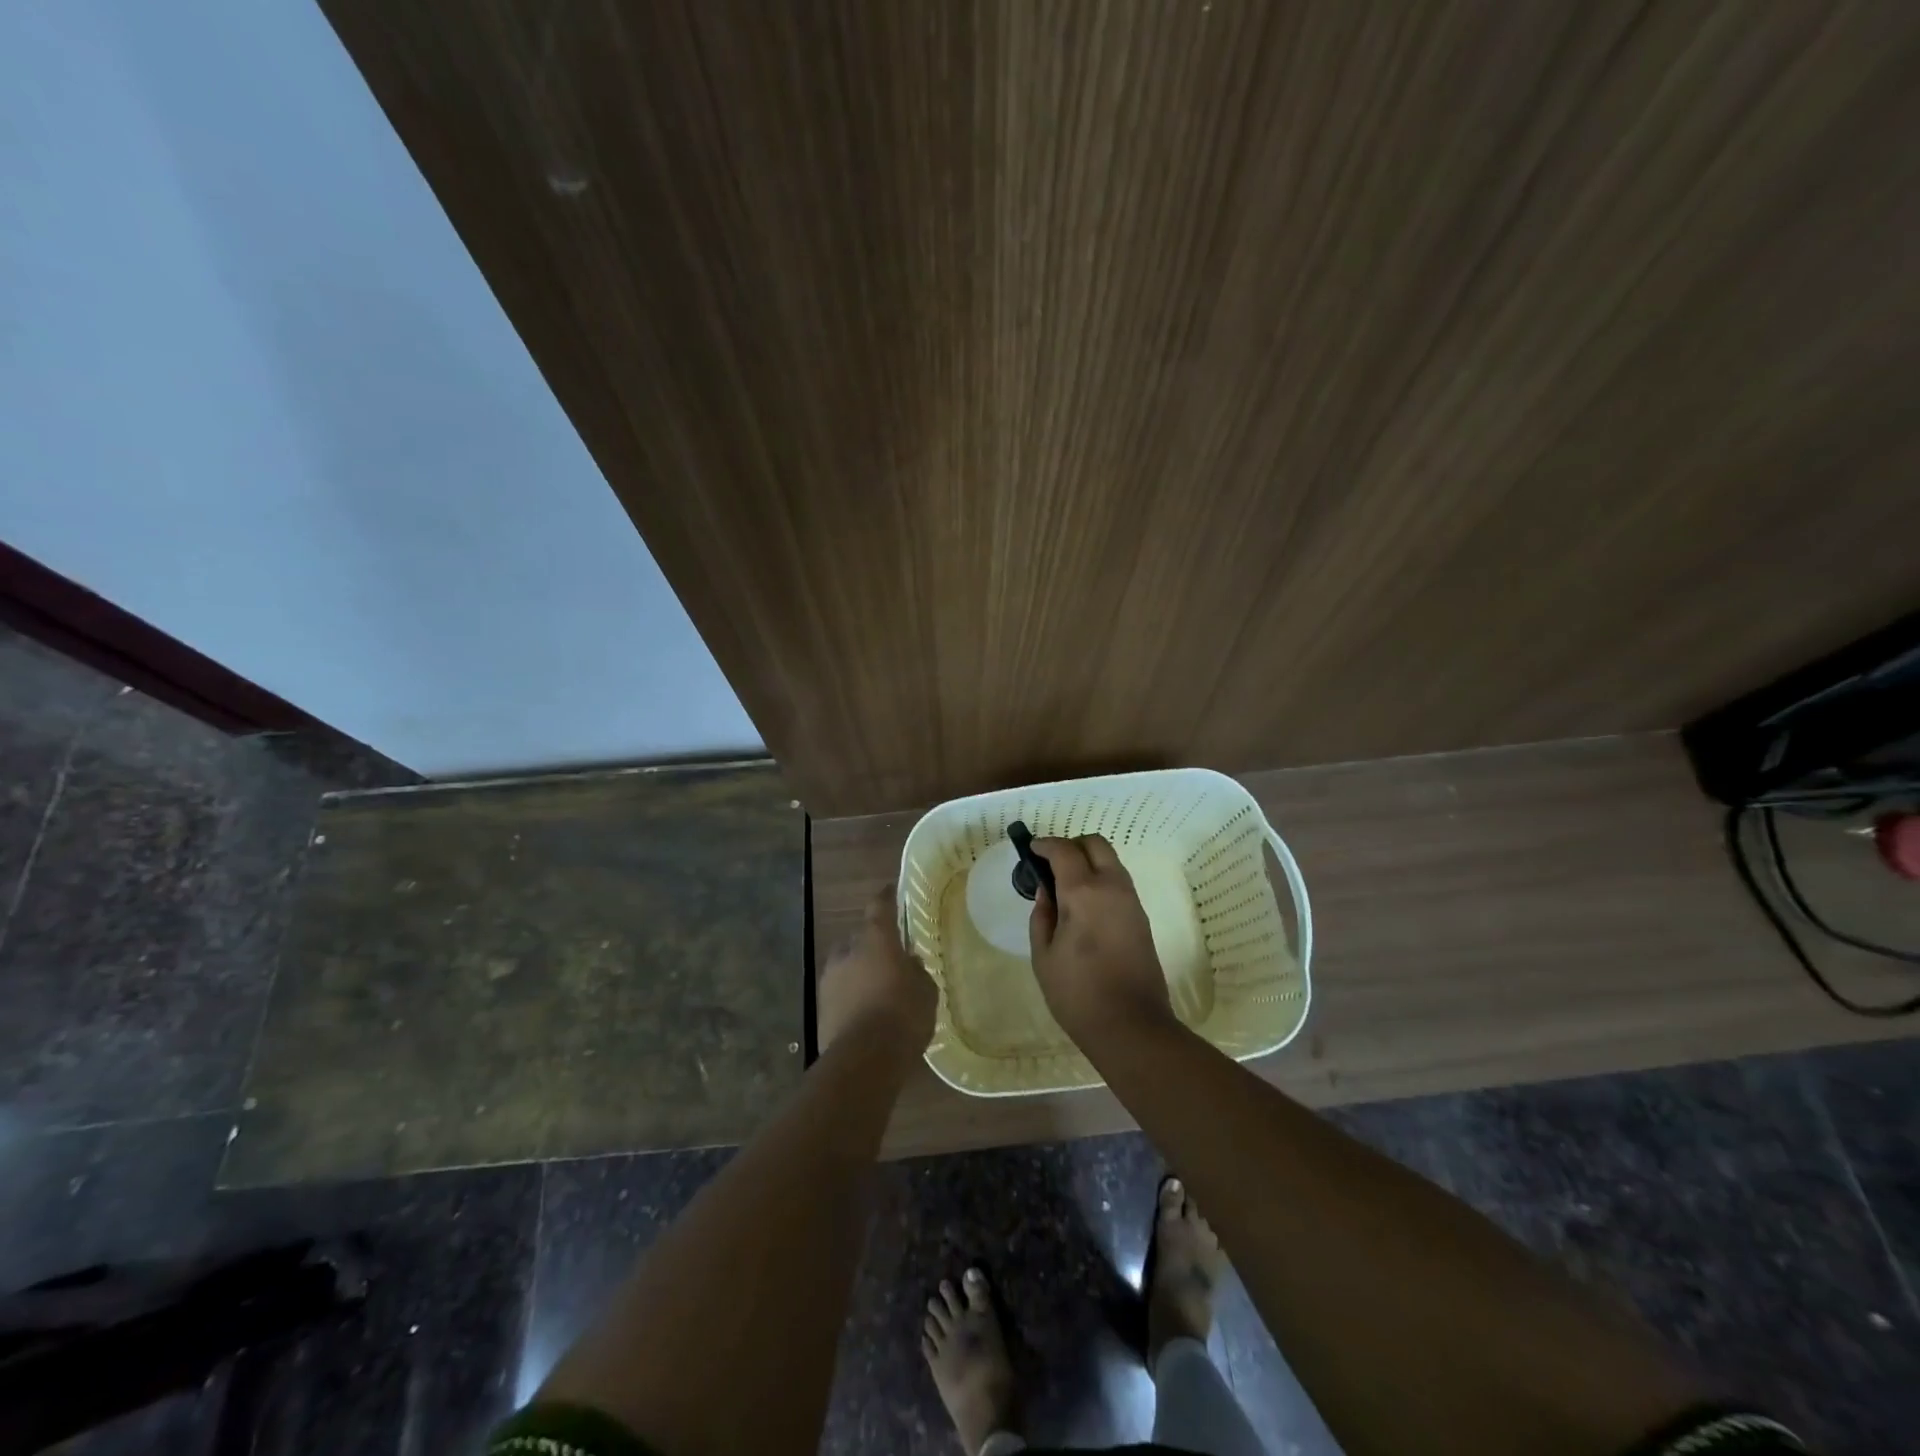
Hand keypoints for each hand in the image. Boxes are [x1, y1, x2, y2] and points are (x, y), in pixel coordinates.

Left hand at [818, 884, 936, 1057]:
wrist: (864, 1060)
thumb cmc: (903, 1016)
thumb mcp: (925, 991)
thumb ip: (916, 971)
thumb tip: (909, 963)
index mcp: (876, 939)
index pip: (879, 906)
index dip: (886, 897)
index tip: (890, 890)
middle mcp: (848, 951)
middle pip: (859, 937)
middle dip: (872, 943)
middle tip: (889, 956)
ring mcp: (830, 979)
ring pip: (846, 964)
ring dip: (858, 970)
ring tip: (876, 986)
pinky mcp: (821, 1007)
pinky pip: (839, 990)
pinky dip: (850, 994)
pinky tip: (865, 1009)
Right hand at [1028, 835, 1174, 1048]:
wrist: (1131, 1026)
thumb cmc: (1077, 993)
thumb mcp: (1044, 955)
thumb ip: (1042, 915)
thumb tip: (1047, 891)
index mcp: (1083, 893)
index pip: (1064, 850)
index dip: (1045, 845)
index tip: (1031, 850)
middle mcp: (1112, 887)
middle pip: (1095, 844)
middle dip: (1071, 845)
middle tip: (1051, 864)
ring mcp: (1131, 901)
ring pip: (1111, 861)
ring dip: (1088, 861)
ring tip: (1065, 885)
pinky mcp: (1141, 917)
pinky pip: (1119, 882)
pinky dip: (1100, 878)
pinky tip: (1084, 903)